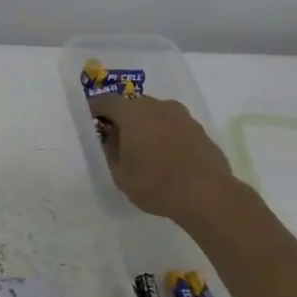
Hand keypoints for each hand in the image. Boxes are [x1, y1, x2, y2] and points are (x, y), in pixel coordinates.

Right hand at [88, 94, 240, 230]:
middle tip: (115, 136)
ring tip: (142, 148)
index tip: (89, 120)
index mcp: (133, 112)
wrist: (207, 195)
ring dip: (146, 125)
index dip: (95, 109)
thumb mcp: (119, 172)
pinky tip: (165, 156)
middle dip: (122, 117)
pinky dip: (165, 135)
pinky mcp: (200, 130)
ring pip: (156, 114)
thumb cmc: (154, 183)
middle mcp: (158, 106)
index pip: (106, 101)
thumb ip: (110, 149)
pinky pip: (174, 126)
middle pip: (133, 105)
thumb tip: (110, 136)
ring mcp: (183, 116)